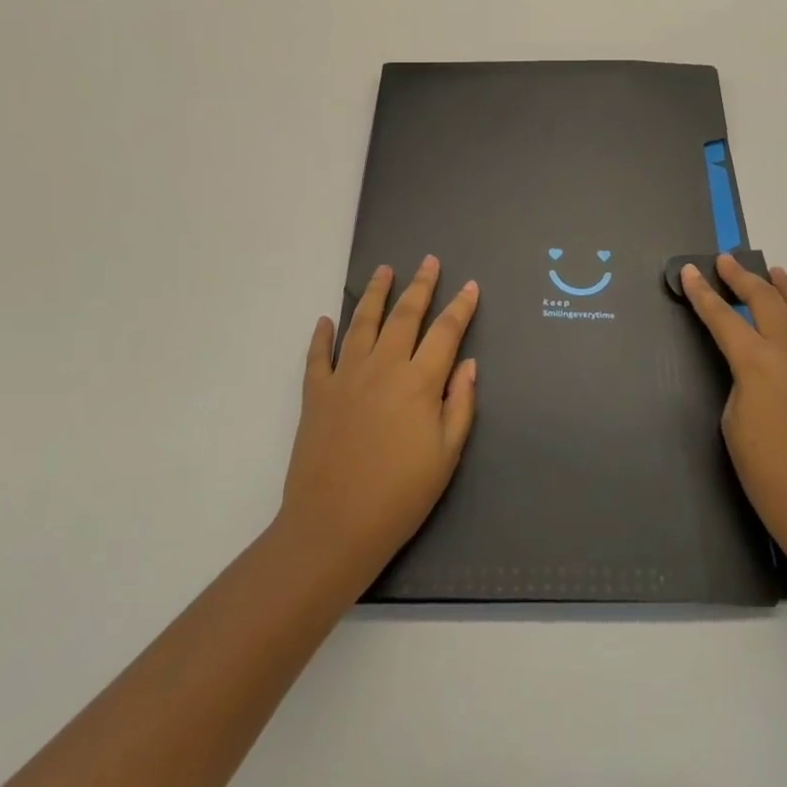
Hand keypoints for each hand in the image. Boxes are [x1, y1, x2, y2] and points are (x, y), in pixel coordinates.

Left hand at [277, 256, 478, 585]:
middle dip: (420, 285)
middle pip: (405, 315)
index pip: (446, 332)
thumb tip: (468, 364)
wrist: (333, 526)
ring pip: (362, 322)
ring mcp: (345, 376)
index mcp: (419, 381)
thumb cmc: (400, 496)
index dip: (460, 307)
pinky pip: (318, 354)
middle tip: (429, 260)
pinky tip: (326, 319)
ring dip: (375, 293)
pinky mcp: (316, 392)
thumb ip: (460, 405)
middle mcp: (383, 366)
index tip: (470, 285)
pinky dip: (322, 334)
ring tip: (383, 270)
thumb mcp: (446, 455)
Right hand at [681, 255, 786, 567]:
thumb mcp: (734, 423)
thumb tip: (757, 370)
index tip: (691, 272)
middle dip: (742, 277)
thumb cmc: (770, 474)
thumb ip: (743, 383)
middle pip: (765, 299)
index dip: (702, 293)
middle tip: (728, 262)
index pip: (721, 316)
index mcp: (755, 361)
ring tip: (777, 274)